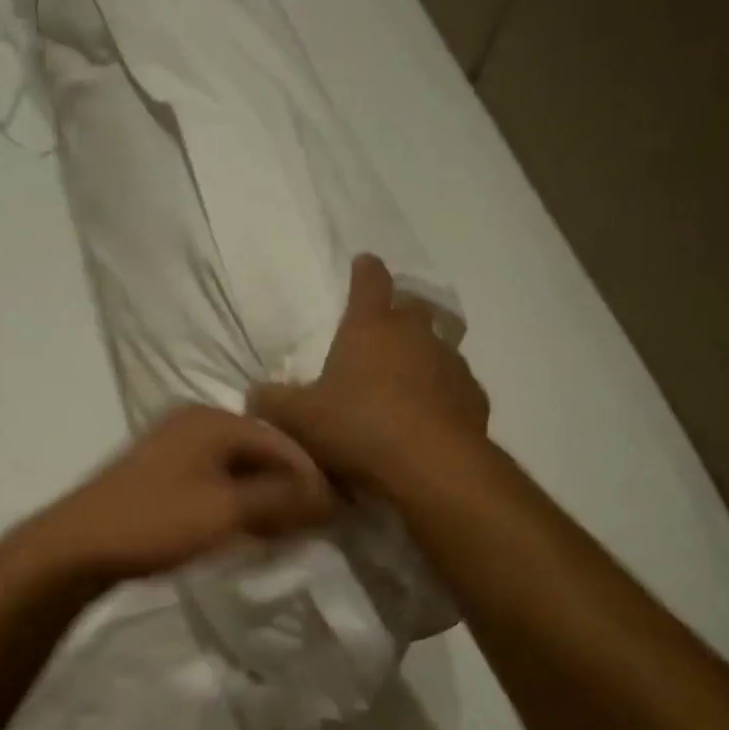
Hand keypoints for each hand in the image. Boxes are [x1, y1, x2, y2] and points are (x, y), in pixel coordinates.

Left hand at [30, 404, 337, 583]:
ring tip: (287, 530)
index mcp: (210, 420)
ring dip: (263, 497)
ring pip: (236, 468)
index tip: (336, 509)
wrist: (78, 546)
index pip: (279, 439)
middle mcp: (193, 424)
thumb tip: (326, 494)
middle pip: (258, 450)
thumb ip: (279, 498)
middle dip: (288, 486)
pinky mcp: (160, 475)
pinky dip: (237, 502)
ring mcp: (173, 448)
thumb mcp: (225, 511)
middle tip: (314, 522)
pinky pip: (214, 482)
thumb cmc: (155, 522)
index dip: (310, 473)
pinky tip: (248, 528)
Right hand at [249, 254, 489, 490]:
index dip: (365, 271)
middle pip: (410, 309)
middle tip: (383, 327)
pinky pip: (453, 387)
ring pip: (437, 347)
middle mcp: (416, 336)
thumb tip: (255, 394)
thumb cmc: (357, 428)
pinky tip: (427, 418)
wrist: (430, 468)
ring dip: (421, 356)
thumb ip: (271, 402)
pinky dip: (440, 395)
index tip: (364, 261)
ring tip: (404, 381)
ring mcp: (450, 365)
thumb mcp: (297, 418)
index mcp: (370, 328)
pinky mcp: (473, 399)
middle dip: (397, 311)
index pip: (369, 283)